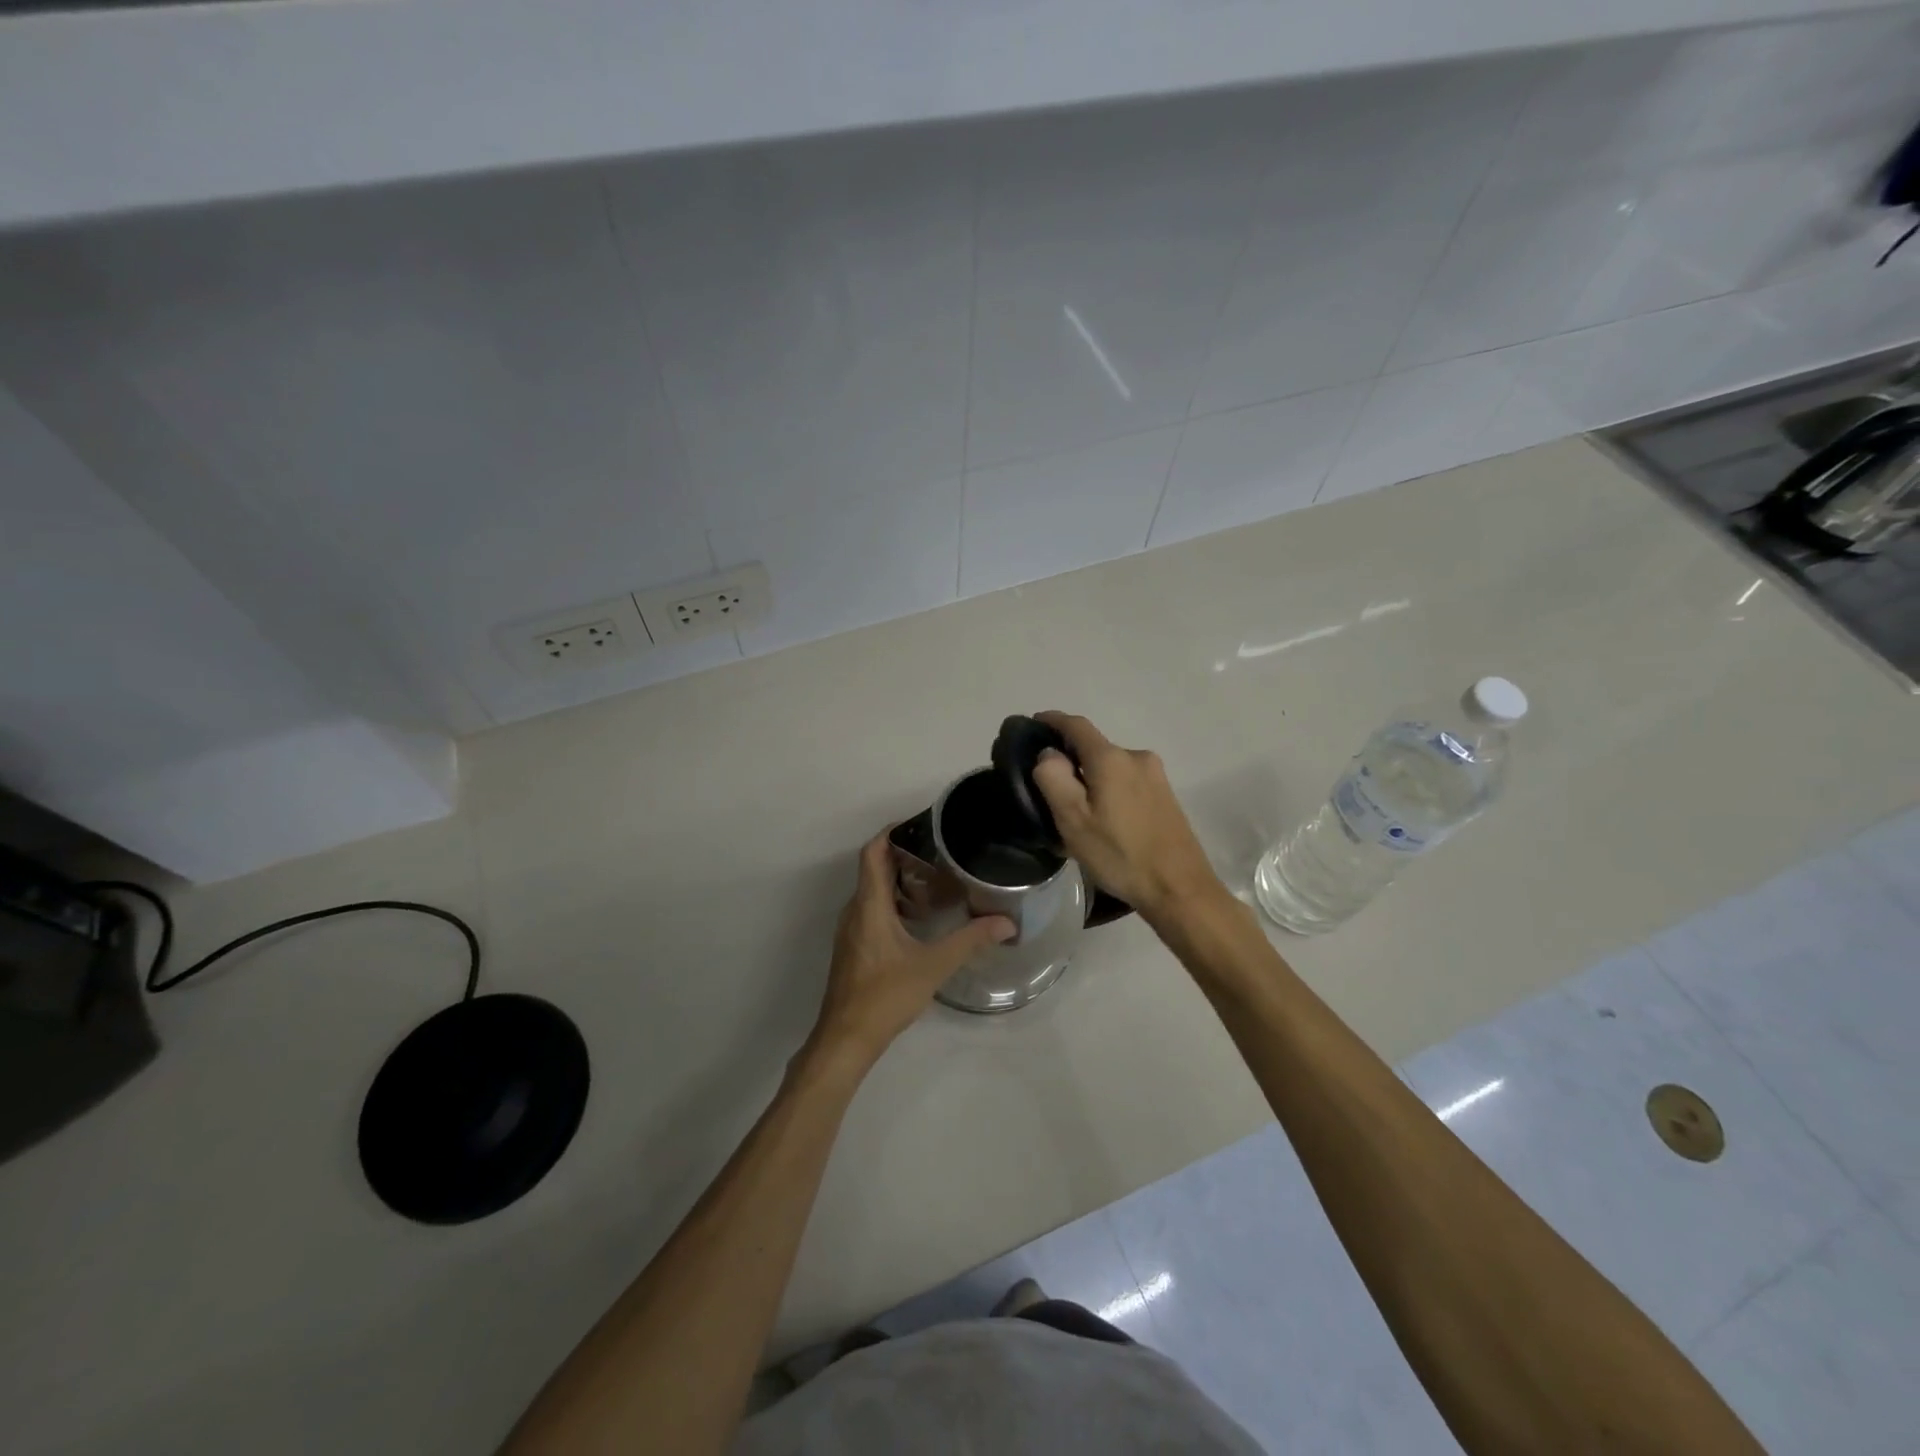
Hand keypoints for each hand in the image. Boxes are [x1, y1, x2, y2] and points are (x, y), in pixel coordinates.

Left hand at [805, 831, 1014, 1074]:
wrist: (846, 1038)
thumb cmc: (886, 995)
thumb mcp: (934, 965)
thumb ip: (970, 940)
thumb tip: (1006, 923)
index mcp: (869, 905)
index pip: (872, 852)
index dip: (892, 832)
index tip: (920, 824)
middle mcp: (855, 910)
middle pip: (873, 868)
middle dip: (903, 855)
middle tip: (939, 852)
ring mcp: (851, 930)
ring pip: (872, 891)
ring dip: (899, 880)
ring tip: (935, 880)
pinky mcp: (853, 946)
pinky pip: (871, 910)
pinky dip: (893, 902)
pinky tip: (919, 917)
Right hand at [1031, 711, 1221, 924]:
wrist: (1179, 888)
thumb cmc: (1120, 854)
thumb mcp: (1073, 820)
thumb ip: (1053, 778)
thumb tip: (1049, 753)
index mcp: (1111, 758)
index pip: (1076, 725)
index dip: (1052, 720)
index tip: (1032, 724)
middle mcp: (1137, 757)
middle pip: (1094, 747)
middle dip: (1070, 757)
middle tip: (1047, 783)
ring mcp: (1156, 776)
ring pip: (1111, 767)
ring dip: (1090, 777)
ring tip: (1073, 806)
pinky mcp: (1166, 795)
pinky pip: (1127, 781)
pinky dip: (1108, 789)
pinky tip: (1102, 817)